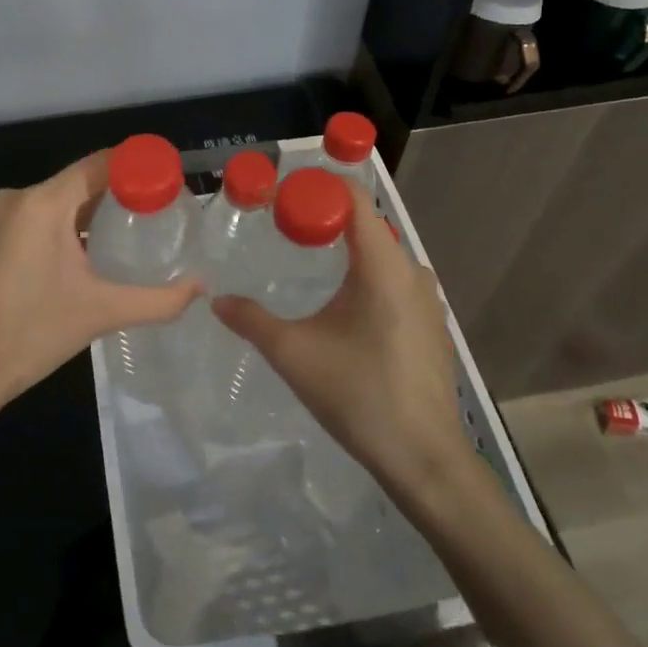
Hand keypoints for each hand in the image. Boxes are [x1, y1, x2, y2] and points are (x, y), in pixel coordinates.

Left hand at [0, 151, 198, 424]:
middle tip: (145, 216)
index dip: (132, 167)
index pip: (96, 166)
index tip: (161, 180)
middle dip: (109, 197)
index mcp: (42, 204)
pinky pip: (22, 221)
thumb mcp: (103, 312)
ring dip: (78, 216)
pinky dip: (48, 230)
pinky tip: (66, 260)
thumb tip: (201, 288)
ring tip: (112, 239)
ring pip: (46, 204)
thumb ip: (158, 299)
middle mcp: (13, 199)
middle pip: (73, 185)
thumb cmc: (35, 333)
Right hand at [212, 184, 475, 501]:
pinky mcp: (431, 326)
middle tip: (284, 227)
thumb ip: (251, 320)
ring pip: (383, 256)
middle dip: (326, 219)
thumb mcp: (293, 354)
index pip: (355, 199)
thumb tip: (216, 300)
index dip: (319, 188)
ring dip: (347, 250)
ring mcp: (427, 300)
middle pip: (367, 225)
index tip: (282, 196)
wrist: (423, 458)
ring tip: (308, 262)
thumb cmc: (358, 395)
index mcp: (383, 266)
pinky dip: (367, 278)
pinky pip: (395, 283)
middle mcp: (411, 272)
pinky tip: (344, 307)